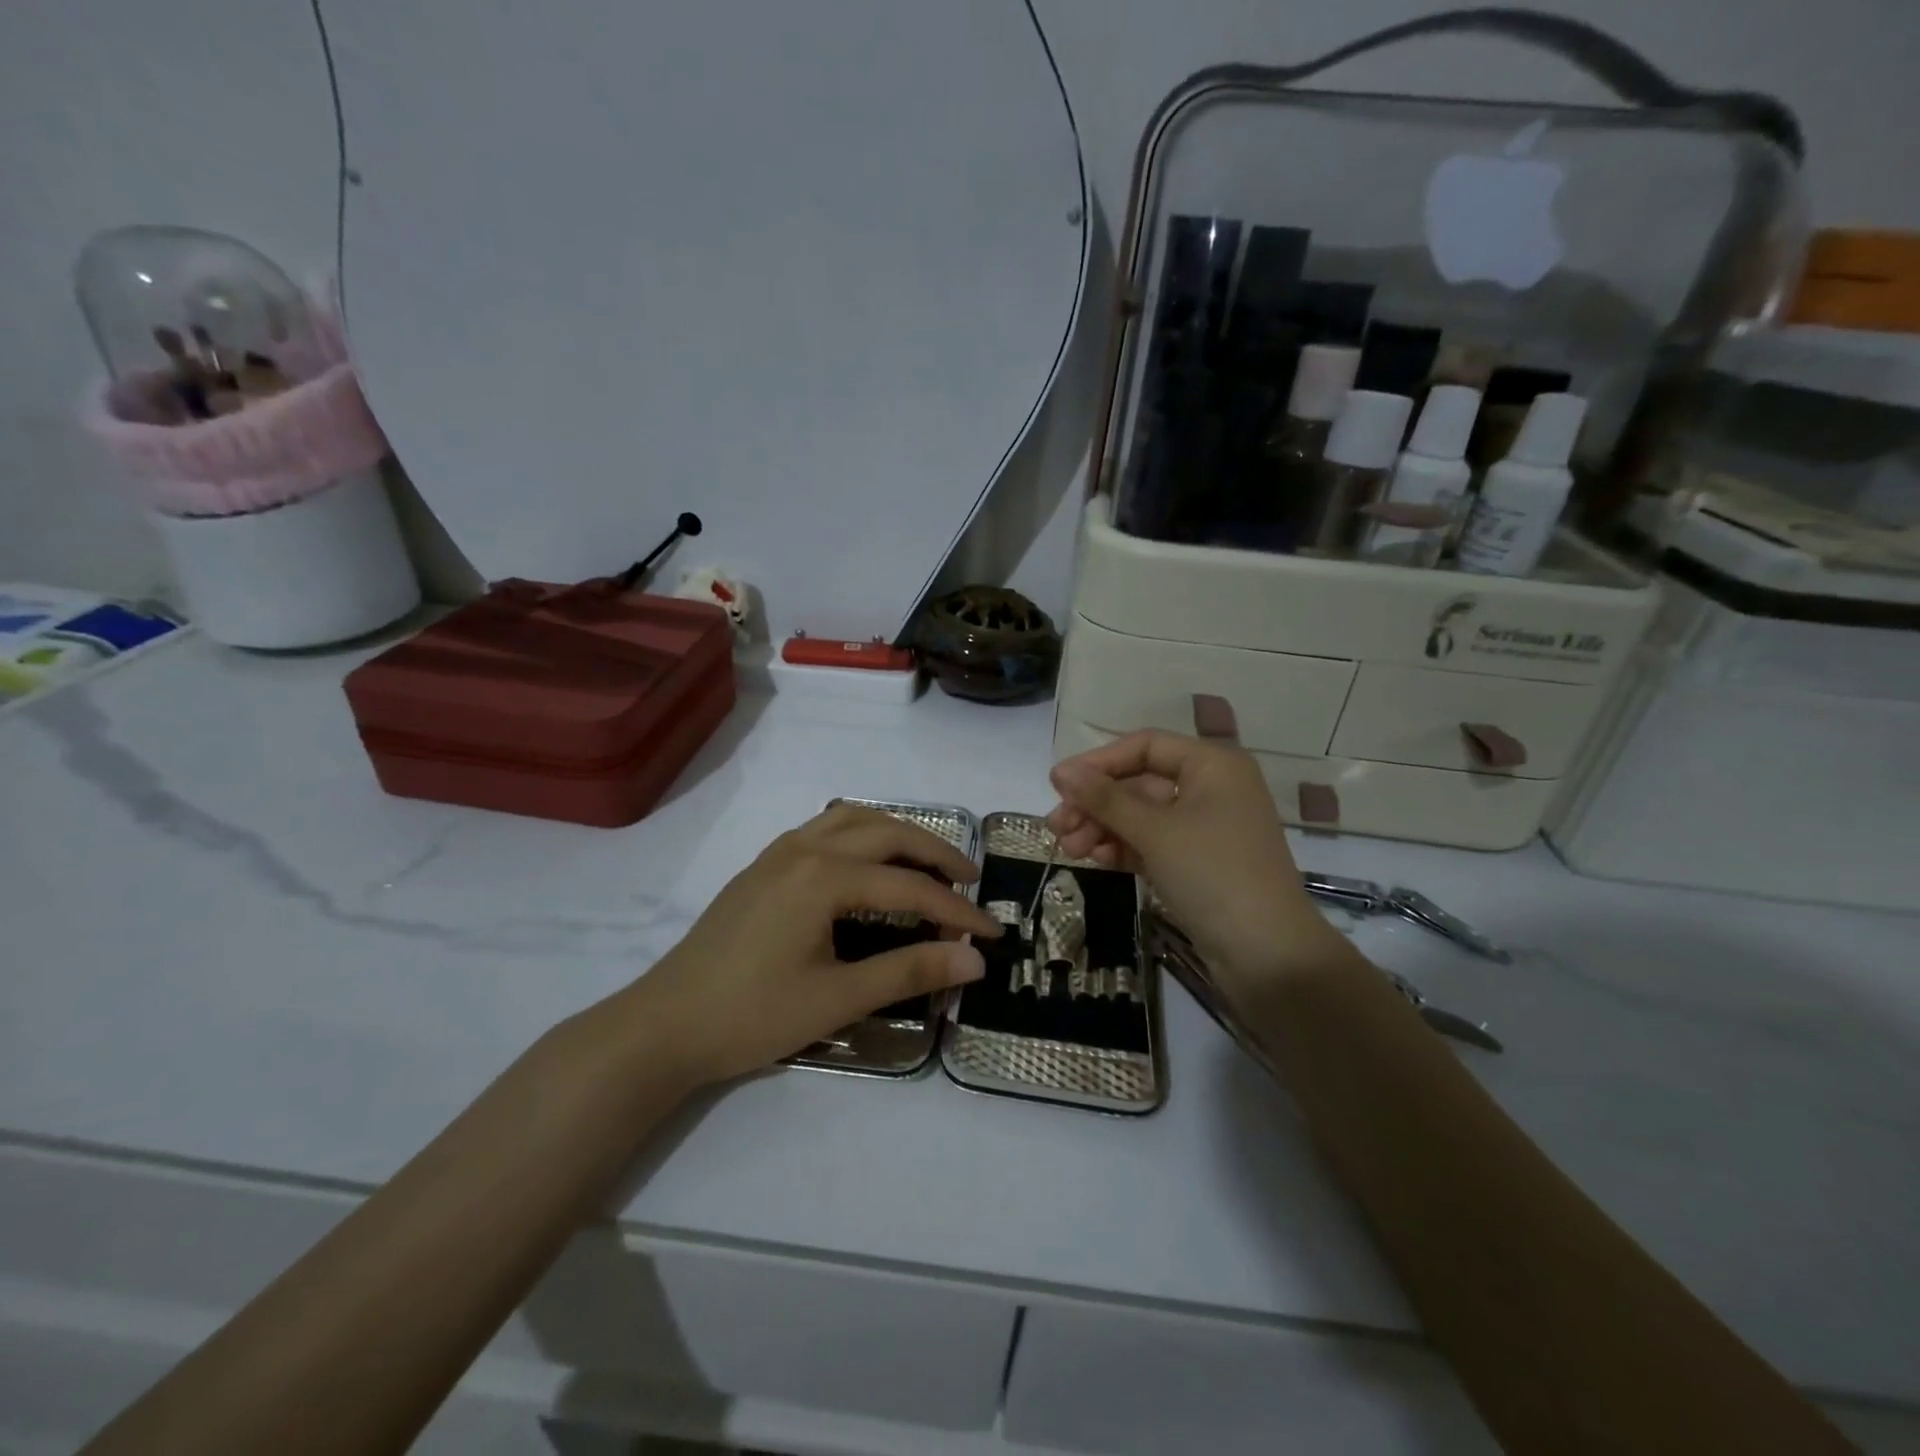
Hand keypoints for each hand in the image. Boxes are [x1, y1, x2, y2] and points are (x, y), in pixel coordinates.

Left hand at [632, 804, 1000, 1084]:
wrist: (665, 1025)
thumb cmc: (752, 1015)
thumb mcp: (838, 999)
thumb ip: (910, 972)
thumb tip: (975, 961)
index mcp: (825, 876)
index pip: (911, 888)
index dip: (957, 912)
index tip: (993, 935)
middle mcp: (805, 848)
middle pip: (889, 833)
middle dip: (936, 855)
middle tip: (971, 883)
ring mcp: (780, 852)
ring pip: (855, 819)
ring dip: (898, 834)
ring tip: (927, 864)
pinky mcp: (765, 865)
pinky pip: (826, 828)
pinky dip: (863, 834)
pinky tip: (869, 864)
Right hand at [1046, 732, 1350, 988]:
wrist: (1268, 955)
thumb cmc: (1213, 874)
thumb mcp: (1154, 831)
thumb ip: (1104, 798)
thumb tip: (1059, 771)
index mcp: (1213, 765)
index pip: (1145, 747)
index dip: (1099, 762)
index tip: (1058, 784)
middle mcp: (1212, 789)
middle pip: (1140, 783)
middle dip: (1096, 803)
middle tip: (1056, 826)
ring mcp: (1206, 828)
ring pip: (1142, 816)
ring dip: (1103, 828)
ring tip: (1069, 849)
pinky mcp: (1199, 863)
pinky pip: (1153, 843)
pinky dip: (1124, 848)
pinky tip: (1095, 859)